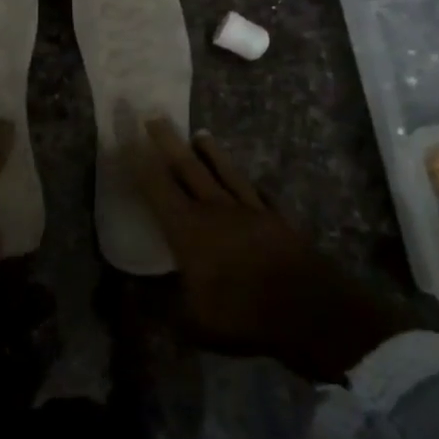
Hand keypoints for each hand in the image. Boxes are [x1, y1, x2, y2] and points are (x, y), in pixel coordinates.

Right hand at [125, 119, 411, 382]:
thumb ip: (163, 306)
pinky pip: (261, 196)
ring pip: (225, 173)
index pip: (156, 187)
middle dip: (168, 142)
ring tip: (201, 134)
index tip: (127, 139)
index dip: (139, 163)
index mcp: (187, 228)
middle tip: (155, 117)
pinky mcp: (280, 222)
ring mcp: (251, 212)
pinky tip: (253, 184)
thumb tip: (138, 297)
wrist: (312, 312)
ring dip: (211, 153)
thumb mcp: (192, 321)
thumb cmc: (242, 314)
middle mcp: (216, 210)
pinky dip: (253, 187)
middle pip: (188, 168)